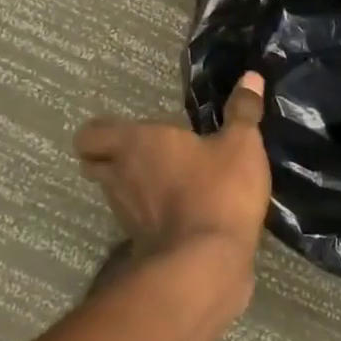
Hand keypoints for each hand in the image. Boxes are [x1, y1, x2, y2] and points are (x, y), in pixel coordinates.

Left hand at [74, 73, 270, 281]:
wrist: (207, 264)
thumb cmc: (218, 190)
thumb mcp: (241, 144)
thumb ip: (243, 111)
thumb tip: (251, 76)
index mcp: (136, 143)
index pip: (90, 134)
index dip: (101, 132)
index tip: (127, 131)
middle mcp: (120, 176)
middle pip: (94, 164)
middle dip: (110, 158)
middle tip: (143, 153)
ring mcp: (126, 214)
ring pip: (114, 193)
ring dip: (132, 186)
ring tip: (166, 179)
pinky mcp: (140, 244)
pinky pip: (137, 221)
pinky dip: (150, 214)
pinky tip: (181, 209)